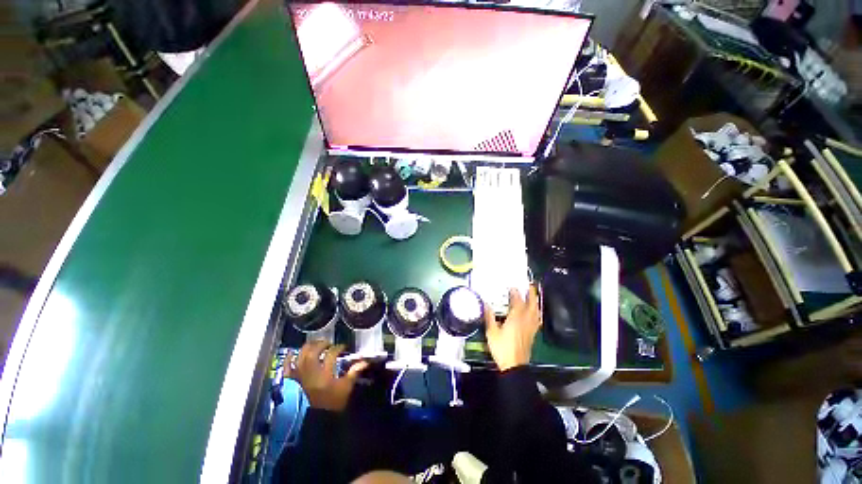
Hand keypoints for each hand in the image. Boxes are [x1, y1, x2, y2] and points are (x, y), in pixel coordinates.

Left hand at [286, 341, 368, 411]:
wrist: (311, 422)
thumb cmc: (330, 405)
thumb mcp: (345, 389)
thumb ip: (353, 373)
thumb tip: (364, 361)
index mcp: (325, 373)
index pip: (332, 353)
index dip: (339, 347)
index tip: (343, 347)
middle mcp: (310, 370)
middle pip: (315, 350)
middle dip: (322, 343)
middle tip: (329, 343)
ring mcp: (298, 375)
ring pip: (301, 355)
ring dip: (308, 346)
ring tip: (315, 344)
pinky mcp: (290, 381)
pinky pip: (286, 366)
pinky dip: (289, 358)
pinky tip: (292, 351)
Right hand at [484, 286, 541, 370]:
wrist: (514, 366)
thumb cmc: (502, 349)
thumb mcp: (491, 332)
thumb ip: (489, 317)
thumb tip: (486, 304)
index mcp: (515, 318)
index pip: (517, 302)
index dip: (515, 293)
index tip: (513, 286)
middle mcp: (525, 321)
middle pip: (531, 304)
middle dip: (532, 294)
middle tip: (531, 285)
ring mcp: (530, 328)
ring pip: (536, 311)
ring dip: (536, 302)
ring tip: (534, 295)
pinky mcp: (533, 334)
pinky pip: (537, 320)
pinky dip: (537, 313)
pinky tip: (536, 313)